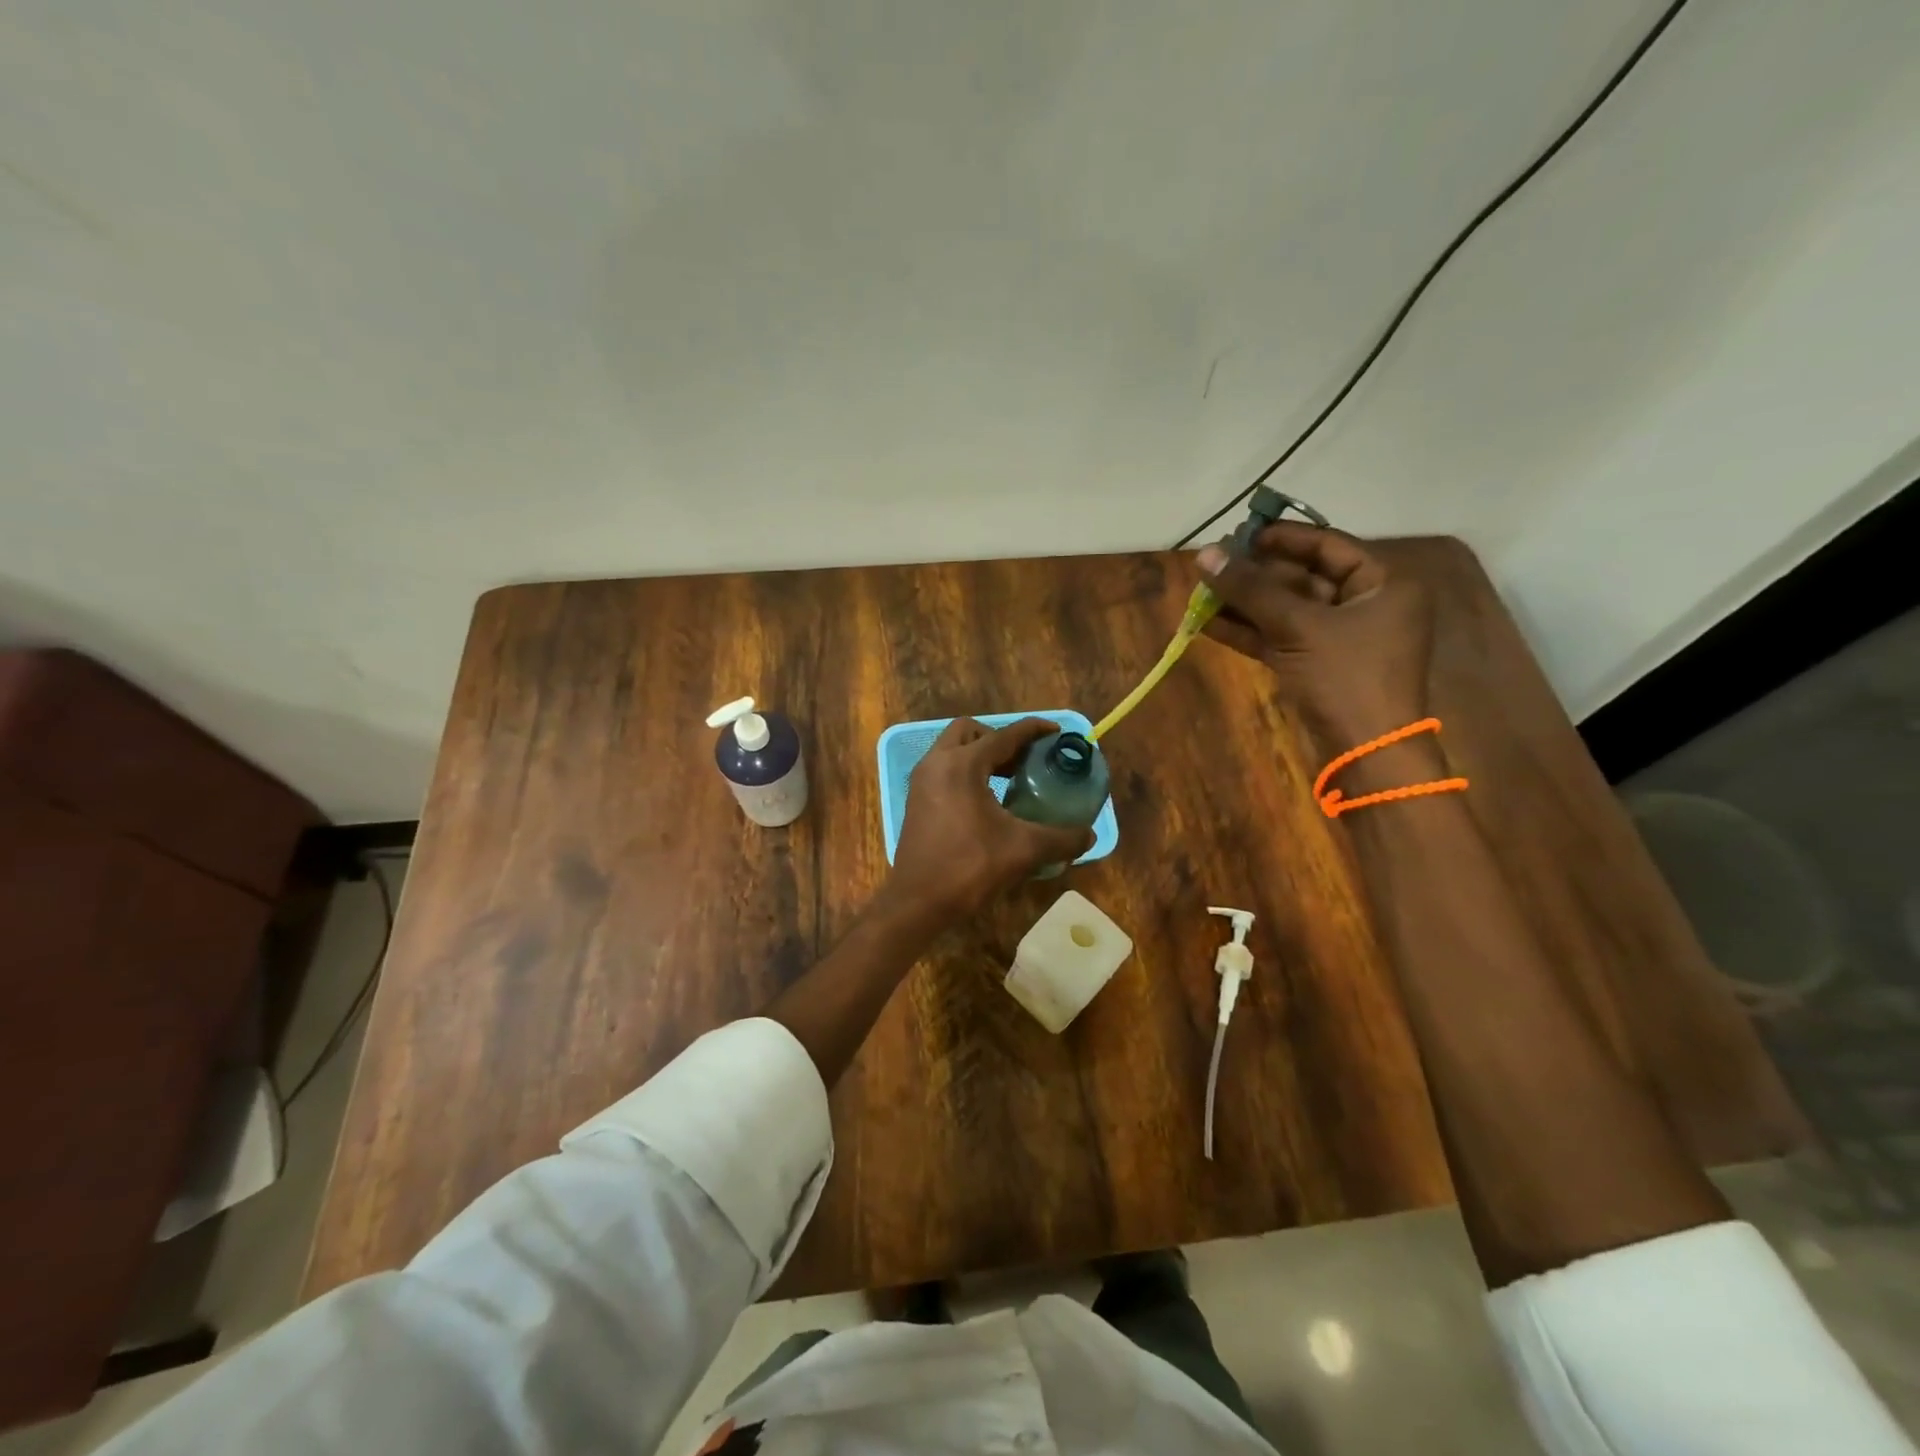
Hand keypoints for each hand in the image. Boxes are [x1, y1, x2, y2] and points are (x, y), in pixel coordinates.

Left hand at [886, 718, 1094, 921]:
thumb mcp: (1022, 850)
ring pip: (953, 749)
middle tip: (1025, 759)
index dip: (1032, 730)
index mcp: (962, 765)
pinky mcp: (916, 800)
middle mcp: (937, 763)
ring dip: (981, 754)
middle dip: (1000, 738)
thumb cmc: (969, 867)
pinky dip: (966, 771)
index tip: (1056, 732)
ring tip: (1011, 778)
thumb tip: (1089, 836)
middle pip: (970, 731)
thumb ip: (1061, 839)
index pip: (1004, 735)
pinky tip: (988, 800)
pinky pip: (944, 769)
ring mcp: (922, 781)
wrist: (917, 901)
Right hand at [1195, 522, 1434, 744]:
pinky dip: (1248, 631)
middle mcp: (1364, 604)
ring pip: (1285, 609)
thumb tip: (1204, 555)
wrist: (1366, 753)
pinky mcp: (1316, 664)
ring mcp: (1339, 637)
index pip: (1328, 545)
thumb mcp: (1298, 627)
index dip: (1282, 538)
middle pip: (1302, 577)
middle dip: (1255, 574)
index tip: (1240, 535)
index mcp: (1382, 584)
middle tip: (1212, 566)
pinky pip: (1279, 637)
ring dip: (1244, 603)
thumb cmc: (1346, 678)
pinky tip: (1207, 624)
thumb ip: (1251, 590)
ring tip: (1200, 594)